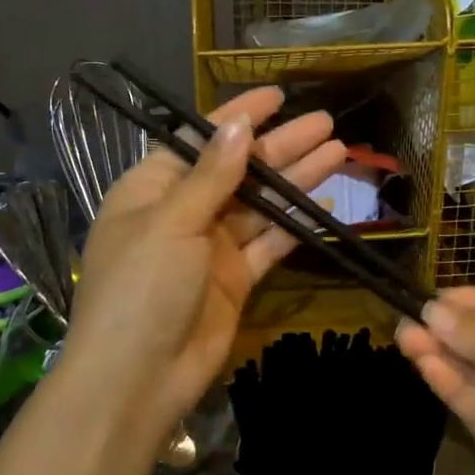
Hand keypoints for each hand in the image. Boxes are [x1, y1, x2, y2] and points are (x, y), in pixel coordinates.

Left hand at [61, 86, 345, 459]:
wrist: (137, 379)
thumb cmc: (141, 288)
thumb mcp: (171, 222)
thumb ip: (211, 176)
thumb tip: (237, 127)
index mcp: (151, 190)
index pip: (199, 141)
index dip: (237, 117)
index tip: (277, 95)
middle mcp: (182, 213)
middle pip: (238, 170)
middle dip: (280, 146)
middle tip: (325, 123)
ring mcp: (211, 248)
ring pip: (261, 205)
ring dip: (296, 180)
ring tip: (338, 151)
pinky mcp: (235, 280)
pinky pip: (269, 243)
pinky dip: (295, 224)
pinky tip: (325, 202)